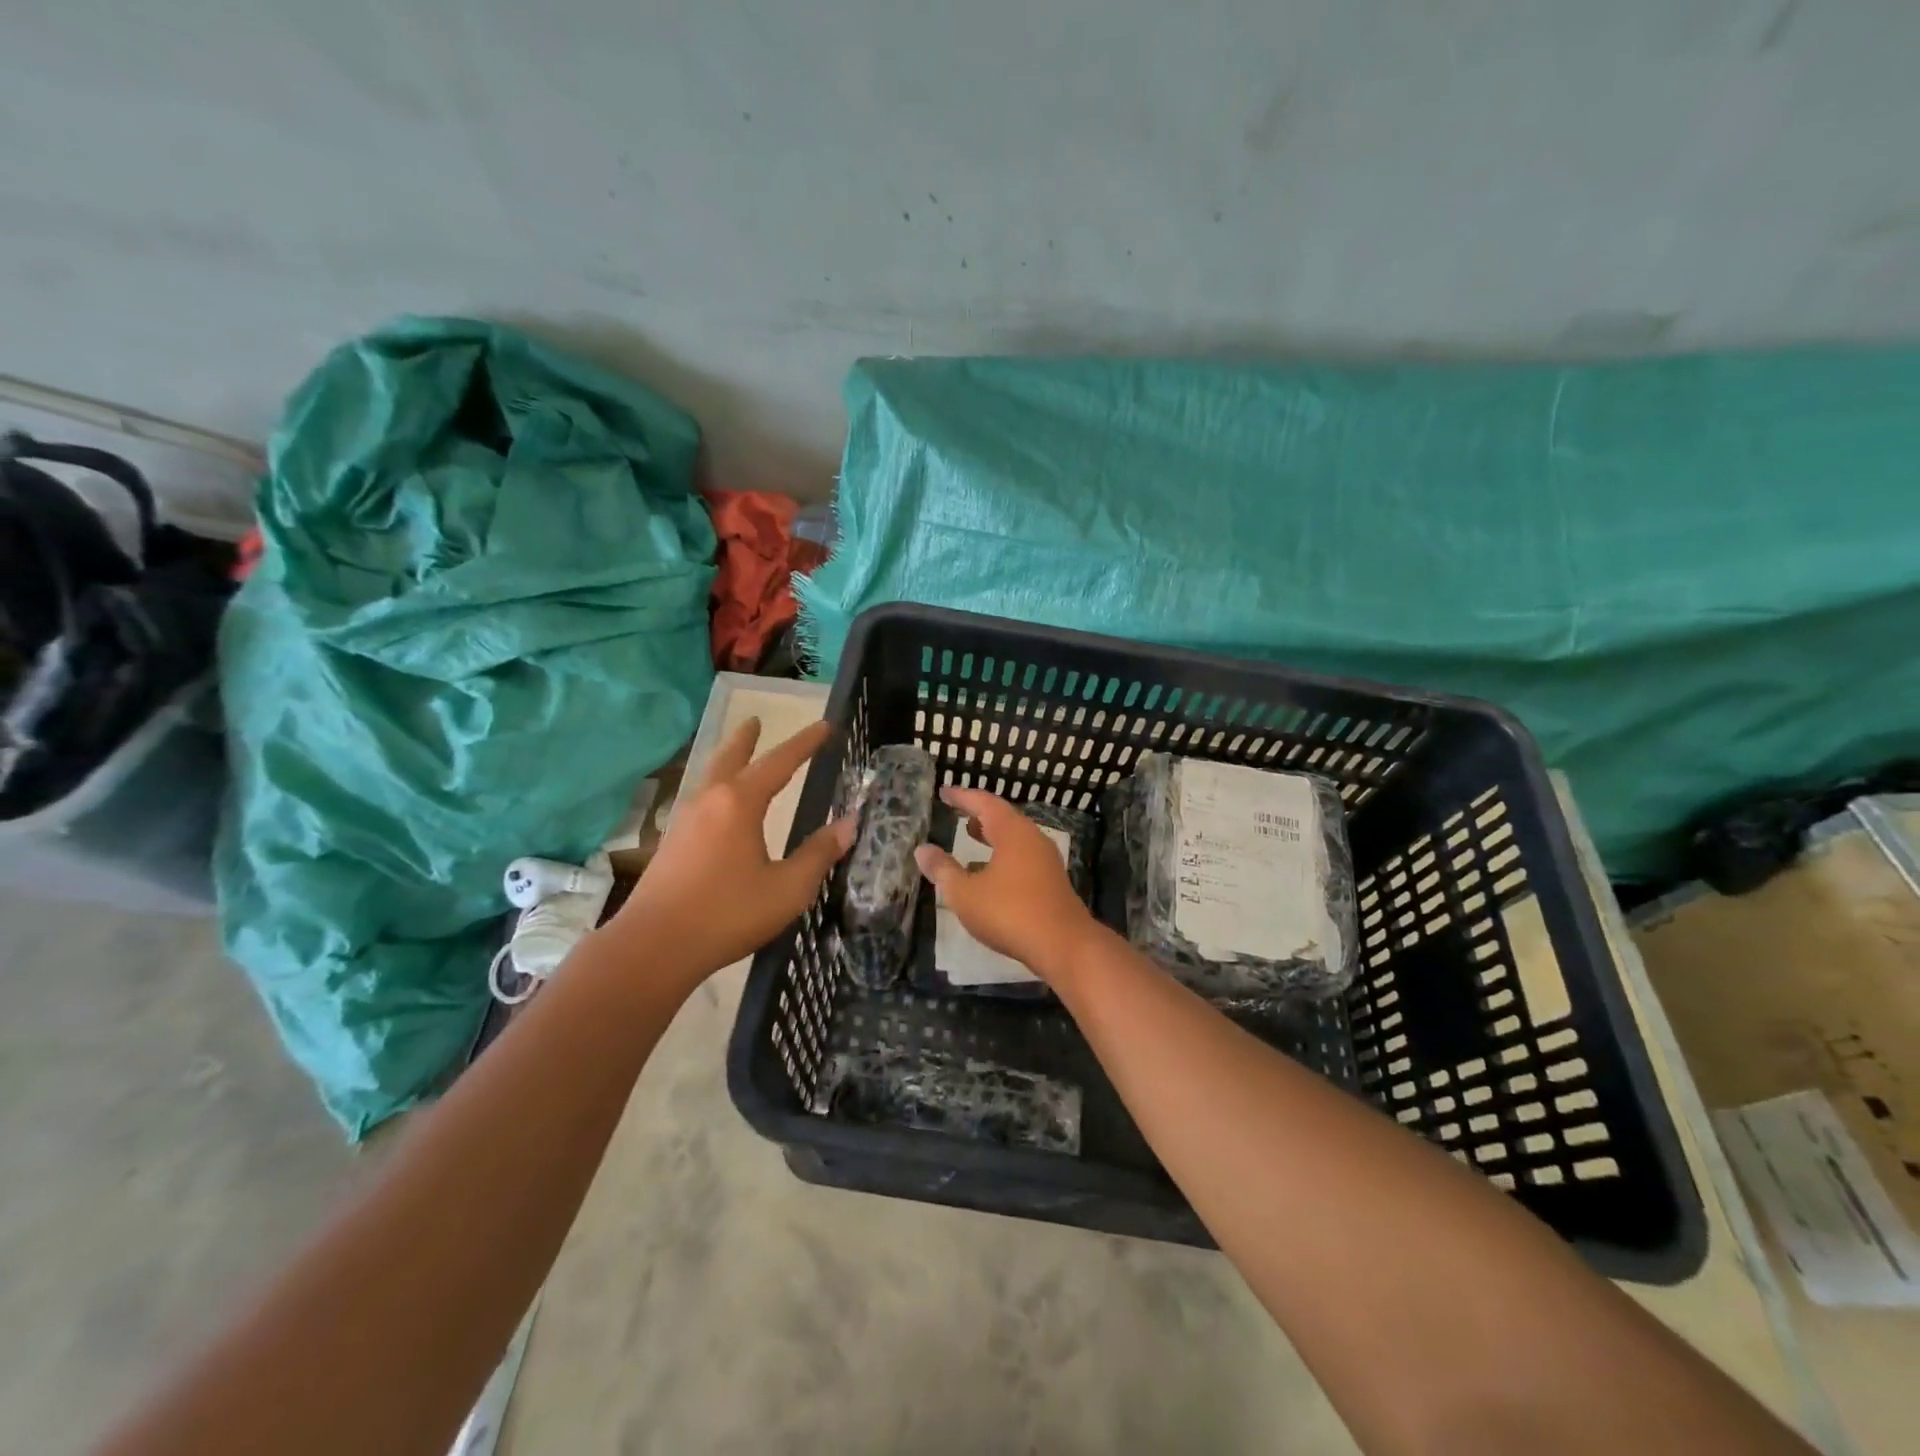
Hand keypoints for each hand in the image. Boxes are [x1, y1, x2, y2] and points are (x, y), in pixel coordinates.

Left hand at [612, 718, 853, 987]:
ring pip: (710, 776)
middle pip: (731, 757)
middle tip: (755, 719)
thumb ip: (819, 853)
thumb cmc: (728, 914)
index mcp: (740, 803)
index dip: (805, 743)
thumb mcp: (788, 888)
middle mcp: (710, 801)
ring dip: (727, 759)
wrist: (653, 946)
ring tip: (737, 753)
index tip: (824, 725)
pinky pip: (700, 798)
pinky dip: (715, 785)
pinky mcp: (671, 842)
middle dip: (747, 738)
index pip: (780, 762)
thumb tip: (849, 824)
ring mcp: (685, 820)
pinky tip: (718, 805)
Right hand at [913, 786, 1103, 984]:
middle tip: (958, 810)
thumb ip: (943, 870)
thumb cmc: (1009, 912)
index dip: (962, 796)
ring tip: (971, 834)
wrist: (1064, 945)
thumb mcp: (965, 893)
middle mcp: (1032, 838)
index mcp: (1012, 832)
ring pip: (1015, 837)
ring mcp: (1046, 859)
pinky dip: (1003, 853)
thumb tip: (922, 850)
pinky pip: (1023, 855)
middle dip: (979, 813)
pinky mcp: (1052, 880)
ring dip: (992, 833)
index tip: (944, 791)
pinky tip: (990, 871)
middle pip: (1003, 817)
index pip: (984, 803)